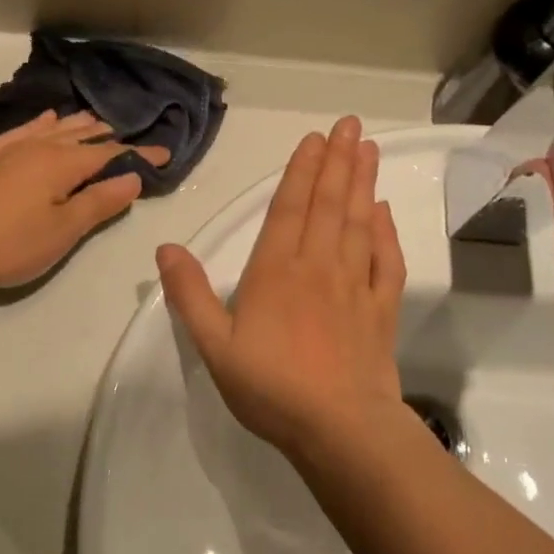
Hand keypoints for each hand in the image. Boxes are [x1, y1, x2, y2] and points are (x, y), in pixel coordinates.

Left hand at [0, 111, 168, 292]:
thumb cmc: (11, 243)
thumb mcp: (64, 230)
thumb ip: (100, 202)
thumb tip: (134, 177)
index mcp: (62, 163)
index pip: (110, 154)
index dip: (138, 155)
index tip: (164, 154)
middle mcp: (40, 147)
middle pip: (83, 136)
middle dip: (110, 138)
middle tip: (133, 141)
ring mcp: (12, 150)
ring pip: (54, 129)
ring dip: (79, 126)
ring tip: (97, 122)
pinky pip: (24, 130)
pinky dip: (41, 123)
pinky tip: (46, 120)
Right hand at [157, 117, 407, 459]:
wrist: (339, 427)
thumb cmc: (270, 388)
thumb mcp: (214, 347)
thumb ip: (190, 295)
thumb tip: (166, 248)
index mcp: (276, 272)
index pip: (289, 208)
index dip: (301, 171)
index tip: (315, 139)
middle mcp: (318, 267)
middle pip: (329, 204)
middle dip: (338, 162)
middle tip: (350, 125)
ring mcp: (355, 285)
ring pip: (359, 223)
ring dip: (363, 184)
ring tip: (368, 149)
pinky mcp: (381, 309)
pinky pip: (387, 261)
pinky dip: (387, 232)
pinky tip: (384, 212)